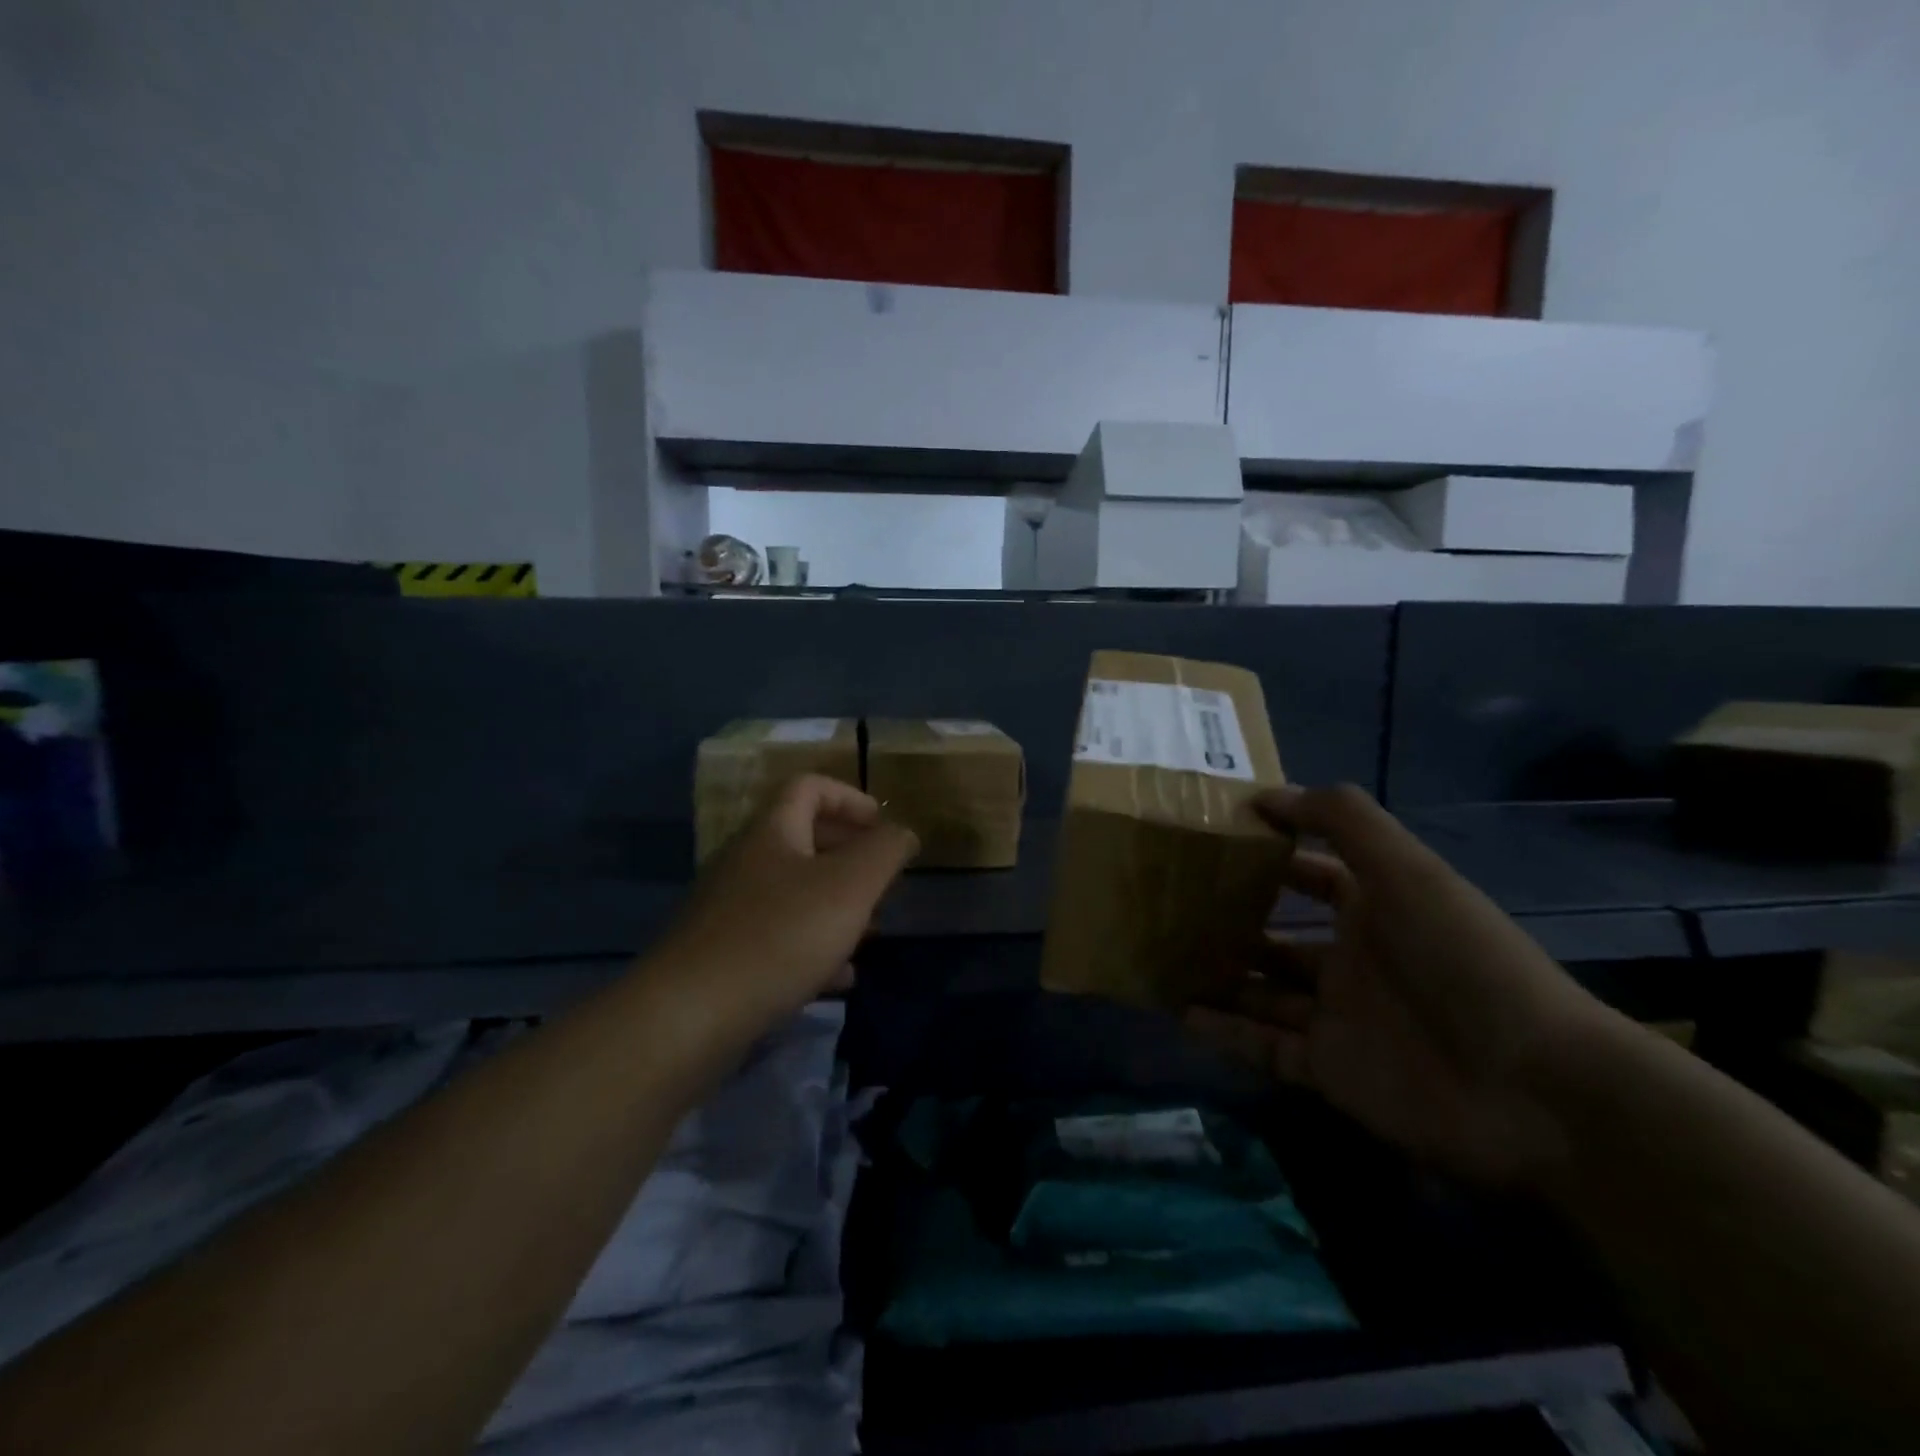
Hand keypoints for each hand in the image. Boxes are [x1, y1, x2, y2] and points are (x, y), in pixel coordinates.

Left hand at [649, 775, 918, 1030]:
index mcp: (771, 832)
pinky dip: (813, 949)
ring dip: (836, 907)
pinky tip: (838, 980)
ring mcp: (729, 911)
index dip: (851, 798)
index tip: (883, 828)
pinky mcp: (723, 956)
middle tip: (883, 884)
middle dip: (851, 858)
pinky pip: (778, 938)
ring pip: (795, 894)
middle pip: (804, 841)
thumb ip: (885, 851)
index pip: (810, 787)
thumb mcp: (850, 886)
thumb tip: (902, 832)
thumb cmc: (780, 935)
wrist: (689, 1017)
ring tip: (870, 934)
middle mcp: (745, 862)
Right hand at [1187, 784, 1614, 1188]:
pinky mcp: (1330, 1072)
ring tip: (1161, 956)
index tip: (1211, 840)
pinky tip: (1180, 1012)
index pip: (1311, 875)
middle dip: (1231, 921)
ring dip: (1219, 977)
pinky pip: (1264, 1047)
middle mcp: (1352, 961)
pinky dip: (1224, 1033)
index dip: (1268, 855)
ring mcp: (1339, 1019)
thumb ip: (1342, 821)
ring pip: (1262, 993)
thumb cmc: (1462, 960)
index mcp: (1374, 910)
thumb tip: (1265, 793)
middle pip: (1278, 937)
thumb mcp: (1407, 870)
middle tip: (1170, 904)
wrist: (1533, 1090)